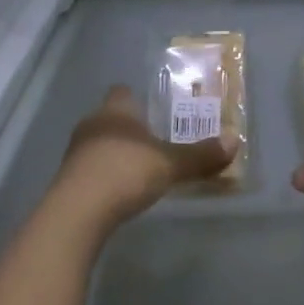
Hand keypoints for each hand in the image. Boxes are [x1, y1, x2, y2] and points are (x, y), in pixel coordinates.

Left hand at [54, 86, 240, 226]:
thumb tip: (234, 141)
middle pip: (112, 118)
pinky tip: (122, 190)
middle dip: (132, 128)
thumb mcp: (170, 164)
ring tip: (142, 168)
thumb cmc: (125, 172)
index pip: (123, 92)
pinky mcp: (69, 179)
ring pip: (101, 143)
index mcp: (115, 111)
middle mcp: (92, 124)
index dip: (139, 99)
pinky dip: (107, 175)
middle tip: (157, 140)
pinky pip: (92, 168)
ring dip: (118, 153)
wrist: (77, 212)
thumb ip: (200, 155)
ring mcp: (76, 152)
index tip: (157, 111)